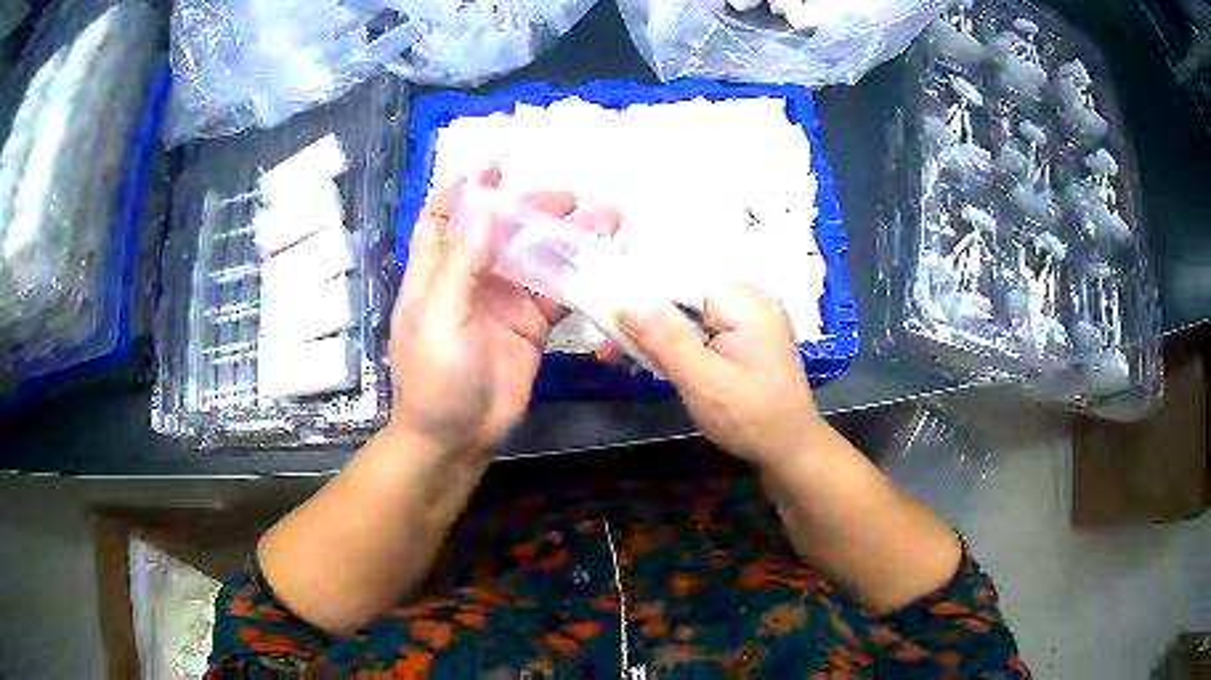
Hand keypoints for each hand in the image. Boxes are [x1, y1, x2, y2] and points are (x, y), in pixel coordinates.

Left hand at [389, 168, 617, 456]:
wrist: (456, 438)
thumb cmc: (435, 377)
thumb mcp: (441, 317)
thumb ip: (462, 263)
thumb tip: (484, 207)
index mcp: (437, 272)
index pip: (444, 217)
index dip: (465, 191)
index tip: (497, 170)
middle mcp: (470, 279)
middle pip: (502, 232)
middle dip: (533, 210)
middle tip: (570, 198)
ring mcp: (503, 302)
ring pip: (537, 259)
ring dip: (567, 239)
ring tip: (606, 219)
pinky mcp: (530, 326)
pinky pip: (557, 294)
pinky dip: (580, 278)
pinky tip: (606, 263)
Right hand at [617, 282, 826, 466]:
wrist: (790, 451)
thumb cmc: (750, 417)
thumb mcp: (702, 380)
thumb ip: (663, 338)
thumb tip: (623, 300)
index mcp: (744, 301)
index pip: (682, 273)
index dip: (640, 279)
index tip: (601, 289)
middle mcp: (746, 301)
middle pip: (683, 291)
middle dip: (642, 310)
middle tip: (602, 330)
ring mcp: (744, 322)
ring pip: (687, 313)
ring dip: (652, 330)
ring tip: (612, 348)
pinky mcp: (740, 341)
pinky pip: (698, 331)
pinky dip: (672, 343)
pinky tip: (643, 357)